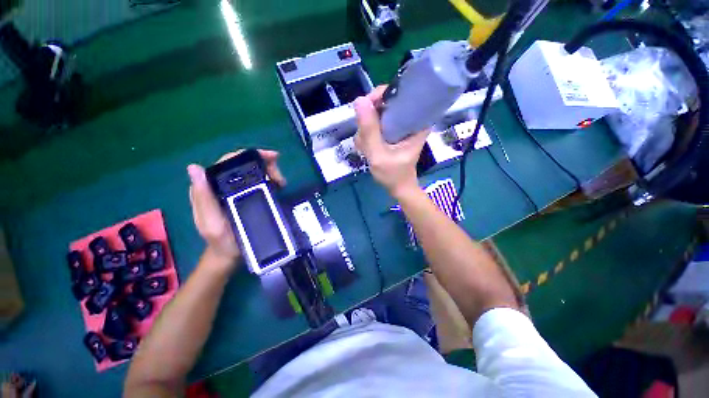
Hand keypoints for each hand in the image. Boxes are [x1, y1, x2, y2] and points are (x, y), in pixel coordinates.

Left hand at [187, 149, 285, 269]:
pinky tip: (278, 186)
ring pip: (253, 172)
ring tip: (281, 183)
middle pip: (243, 165)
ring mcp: (235, 190)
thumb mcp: (210, 222)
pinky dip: (270, 180)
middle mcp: (221, 186)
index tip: (270, 157)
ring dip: (270, 172)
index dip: (247, 156)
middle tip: (280, 176)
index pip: (227, 163)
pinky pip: (259, 182)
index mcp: (210, 188)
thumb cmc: (221, 241)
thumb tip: (195, 168)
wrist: (231, 254)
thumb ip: (203, 198)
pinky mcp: (246, 196)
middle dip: (264, 164)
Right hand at [354, 85, 428, 198]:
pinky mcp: (392, 132)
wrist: (398, 187)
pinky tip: (366, 148)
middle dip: (369, 119)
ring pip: (377, 115)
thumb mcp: (379, 155)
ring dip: (366, 130)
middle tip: (365, 139)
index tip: (367, 109)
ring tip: (366, 148)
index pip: (399, 93)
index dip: (380, 96)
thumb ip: (370, 130)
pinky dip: (368, 134)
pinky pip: (376, 124)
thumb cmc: (393, 174)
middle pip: (385, 103)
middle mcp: (410, 119)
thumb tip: (359, 100)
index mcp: (417, 121)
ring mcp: (400, 126)